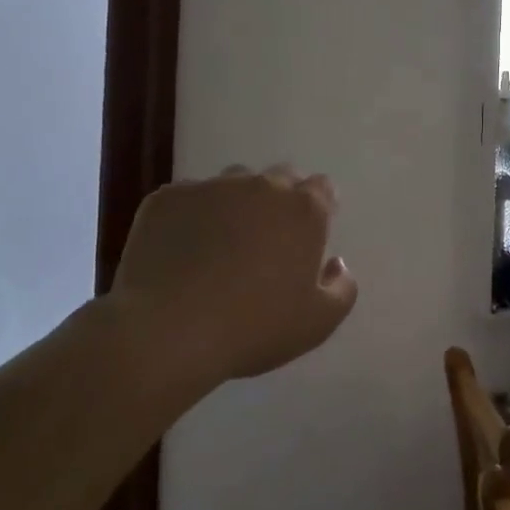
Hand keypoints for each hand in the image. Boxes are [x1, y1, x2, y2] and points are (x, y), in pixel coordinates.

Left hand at [106, 166, 357, 385]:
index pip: (322, 188)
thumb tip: (335, 263)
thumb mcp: (319, 322)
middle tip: (267, 240)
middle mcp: (262, 186)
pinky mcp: (167, 198)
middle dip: (279, 200)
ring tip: (220, 243)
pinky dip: (190, 217)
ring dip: (236, 204)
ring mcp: (212, 187)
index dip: (318, 207)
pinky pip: (187, 199)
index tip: (307, 235)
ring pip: (232, 184)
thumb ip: (343, 288)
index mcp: (304, 209)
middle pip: (280, 178)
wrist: (167, 332)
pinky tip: (180, 252)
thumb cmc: (254, 327)